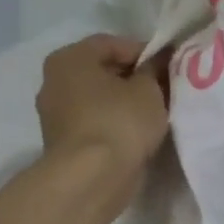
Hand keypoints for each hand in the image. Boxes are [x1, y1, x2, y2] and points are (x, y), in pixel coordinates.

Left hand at [37, 34, 170, 185]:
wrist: (91, 179)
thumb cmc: (119, 122)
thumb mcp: (148, 89)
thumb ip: (154, 69)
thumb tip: (158, 60)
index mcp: (69, 59)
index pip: (111, 44)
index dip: (144, 51)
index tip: (169, 65)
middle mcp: (54, 82)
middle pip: (102, 71)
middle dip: (134, 77)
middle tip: (165, 87)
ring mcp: (55, 115)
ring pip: (98, 99)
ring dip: (125, 102)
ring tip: (156, 111)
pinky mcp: (63, 143)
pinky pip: (95, 122)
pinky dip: (114, 123)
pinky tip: (138, 132)